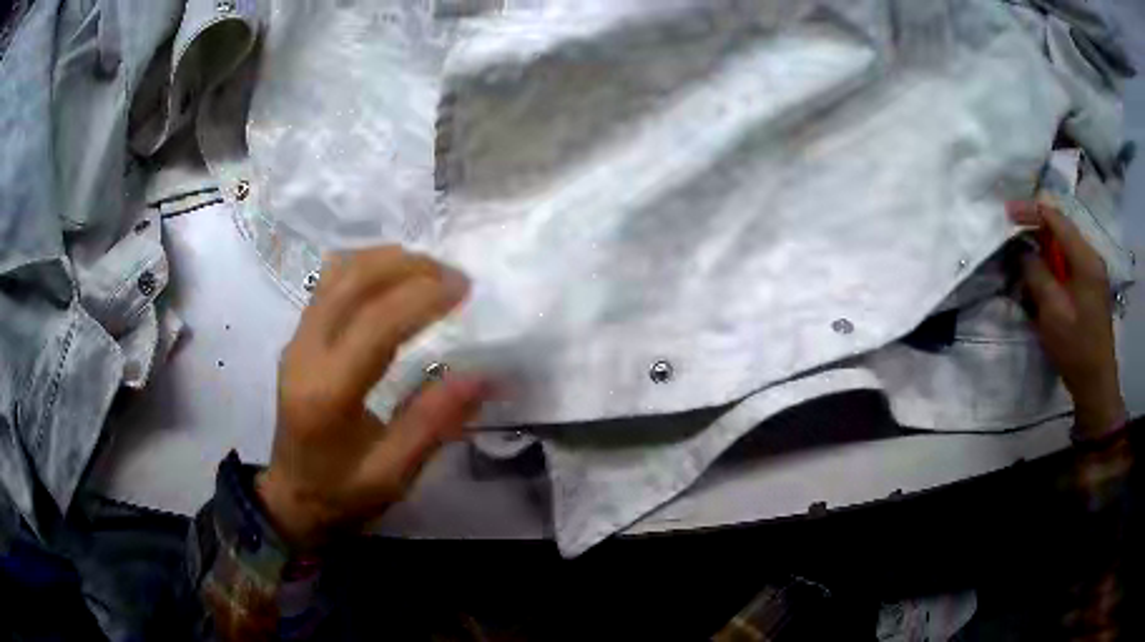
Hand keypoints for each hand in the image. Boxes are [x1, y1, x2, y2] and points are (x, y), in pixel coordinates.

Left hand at [257, 247, 488, 547]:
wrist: (292, 498)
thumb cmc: (344, 494)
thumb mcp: (393, 474)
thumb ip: (433, 423)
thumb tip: (482, 375)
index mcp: (327, 393)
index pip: (374, 324)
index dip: (421, 297)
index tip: (465, 288)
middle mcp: (304, 353)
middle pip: (351, 282)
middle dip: (407, 267)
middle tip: (452, 275)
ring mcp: (296, 340)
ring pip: (337, 274)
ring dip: (385, 260)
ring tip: (429, 271)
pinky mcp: (297, 337)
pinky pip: (329, 284)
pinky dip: (365, 268)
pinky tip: (392, 277)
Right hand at [1007, 201, 1126, 437]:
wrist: (1096, 384)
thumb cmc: (1076, 348)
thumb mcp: (1052, 311)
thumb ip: (1036, 274)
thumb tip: (1022, 251)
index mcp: (1086, 259)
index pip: (1056, 219)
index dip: (1031, 211)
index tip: (1007, 212)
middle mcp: (1091, 257)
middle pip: (1061, 229)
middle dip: (1036, 229)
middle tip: (1012, 237)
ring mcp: (1092, 273)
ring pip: (1064, 246)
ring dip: (1043, 248)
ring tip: (1024, 258)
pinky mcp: (1090, 287)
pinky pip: (1069, 263)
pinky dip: (1052, 264)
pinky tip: (1042, 276)